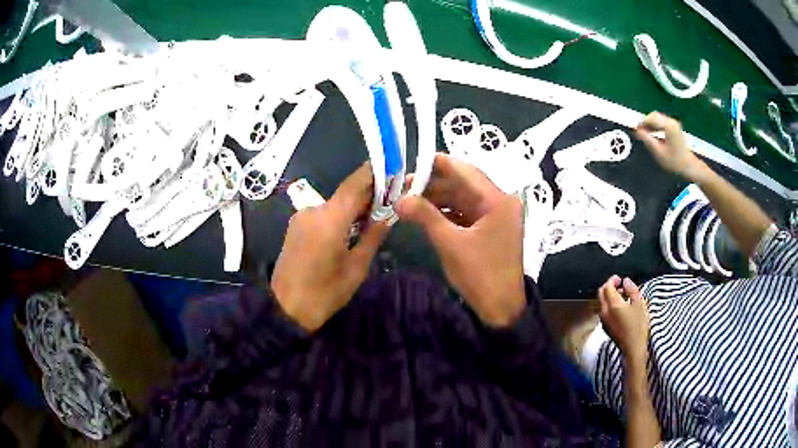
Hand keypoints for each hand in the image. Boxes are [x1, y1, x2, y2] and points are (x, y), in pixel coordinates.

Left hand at [271, 163, 389, 331]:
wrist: (286, 309)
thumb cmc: (325, 293)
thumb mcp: (356, 268)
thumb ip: (373, 236)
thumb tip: (388, 215)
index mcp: (330, 219)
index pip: (355, 183)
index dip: (374, 172)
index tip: (393, 168)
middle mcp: (313, 210)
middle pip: (345, 193)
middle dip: (368, 194)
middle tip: (391, 200)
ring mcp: (302, 217)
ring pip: (334, 204)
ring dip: (353, 207)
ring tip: (374, 218)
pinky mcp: (296, 226)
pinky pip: (323, 214)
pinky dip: (339, 216)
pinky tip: (351, 229)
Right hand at [397, 154, 525, 326]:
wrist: (501, 308)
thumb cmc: (480, 275)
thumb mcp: (450, 244)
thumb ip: (425, 216)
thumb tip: (399, 199)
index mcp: (497, 200)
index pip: (465, 171)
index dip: (437, 165)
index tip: (411, 164)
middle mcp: (500, 201)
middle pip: (463, 184)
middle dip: (434, 184)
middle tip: (403, 187)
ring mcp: (497, 215)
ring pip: (463, 198)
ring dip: (438, 199)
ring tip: (409, 201)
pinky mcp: (491, 228)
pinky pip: (467, 212)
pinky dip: (447, 212)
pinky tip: (426, 214)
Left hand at [598, 276, 649, 362]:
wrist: (633, 349)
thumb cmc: (638, 326)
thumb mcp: (639, 304)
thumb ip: (632, 290)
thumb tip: (626, 281)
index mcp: (612, 304)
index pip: (606, 287)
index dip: (612, 280)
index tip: (620, 279)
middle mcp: (604, 312)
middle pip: (601, 294)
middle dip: (609, 287)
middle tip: (620, 285)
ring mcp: (603, 321)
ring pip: (602, 303)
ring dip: (610, 297)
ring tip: (623, 296)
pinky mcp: (605, 328)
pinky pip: (604, 312)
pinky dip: (610, 306)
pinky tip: (620, 308)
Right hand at [634, 112, 704, 179]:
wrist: (689, 167)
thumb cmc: (674, 162)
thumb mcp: (658, 152)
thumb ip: (647, 139)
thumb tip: (636, 130)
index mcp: (668, 126)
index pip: (651, 118)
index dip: (642, 123)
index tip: (636, 130)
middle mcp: (671, 121)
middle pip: (654, 115)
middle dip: (646, 122)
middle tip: (640, 132)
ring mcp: (674, 123)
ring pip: (658, 118)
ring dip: (650, 124)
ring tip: (646, 134)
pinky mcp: (675, 127)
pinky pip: (662, 122)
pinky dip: (656, 126)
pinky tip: (653, 134)